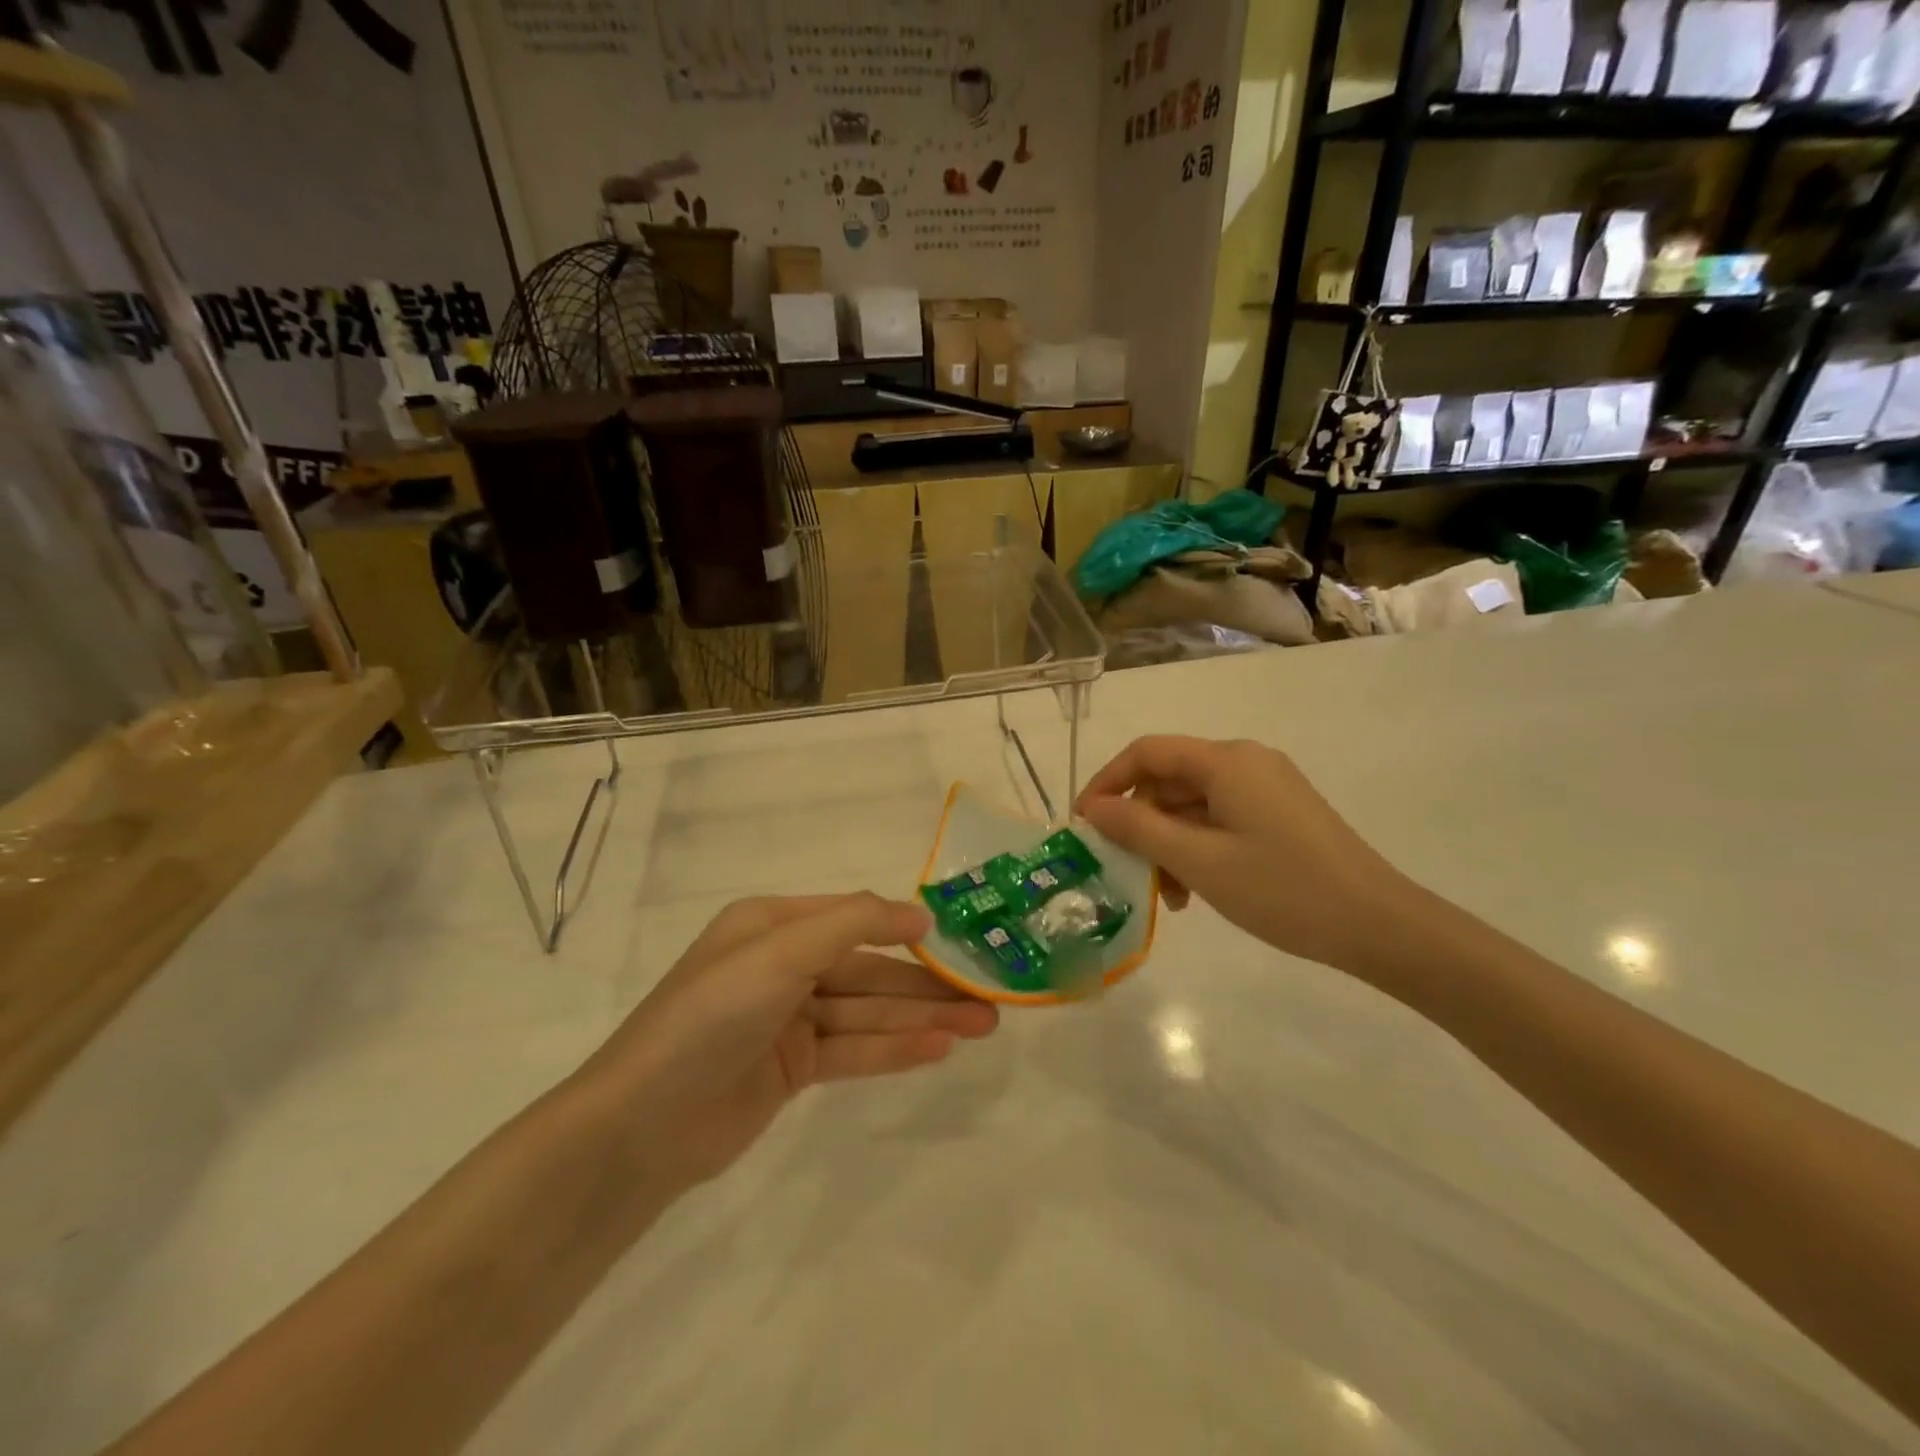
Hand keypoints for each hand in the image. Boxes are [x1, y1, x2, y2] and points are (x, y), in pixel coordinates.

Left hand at [577, 894, 997, 1191]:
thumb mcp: (780, 953)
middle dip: (926, 984)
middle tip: (988, 998)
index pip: (853, 917)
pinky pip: (853, 1050)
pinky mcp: (792, 1067)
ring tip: (982, 1026)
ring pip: (867, 1012)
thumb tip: (920, 914)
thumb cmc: (711, 1016)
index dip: (906, 929)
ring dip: (922, 1018)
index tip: (961, 941)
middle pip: (868, 970)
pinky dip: (894, 1049)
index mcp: (771, 924)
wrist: (642, 1126)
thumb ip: (854, 924)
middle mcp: (782, 964)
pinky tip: (940, 1049)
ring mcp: (788, 1018)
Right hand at [1075, 736, 1413, 976]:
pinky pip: (1220, 819)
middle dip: (1141, 824)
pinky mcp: (1280, 814)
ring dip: (1168, 843)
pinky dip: (1197, 848)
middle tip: (1127, 872)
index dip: (1107, 782)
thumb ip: (1138, 828)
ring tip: (1168, 896)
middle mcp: (1245, 762)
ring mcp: (1266, 788)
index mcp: (1226, 761)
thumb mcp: (1199, 861)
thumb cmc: (1282, 889)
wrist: (1379, 925)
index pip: (1146, 753)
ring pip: (1193, 805)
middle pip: (1170, 780)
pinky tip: (1196, 890)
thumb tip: (1092, 808)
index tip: (1084, 825)